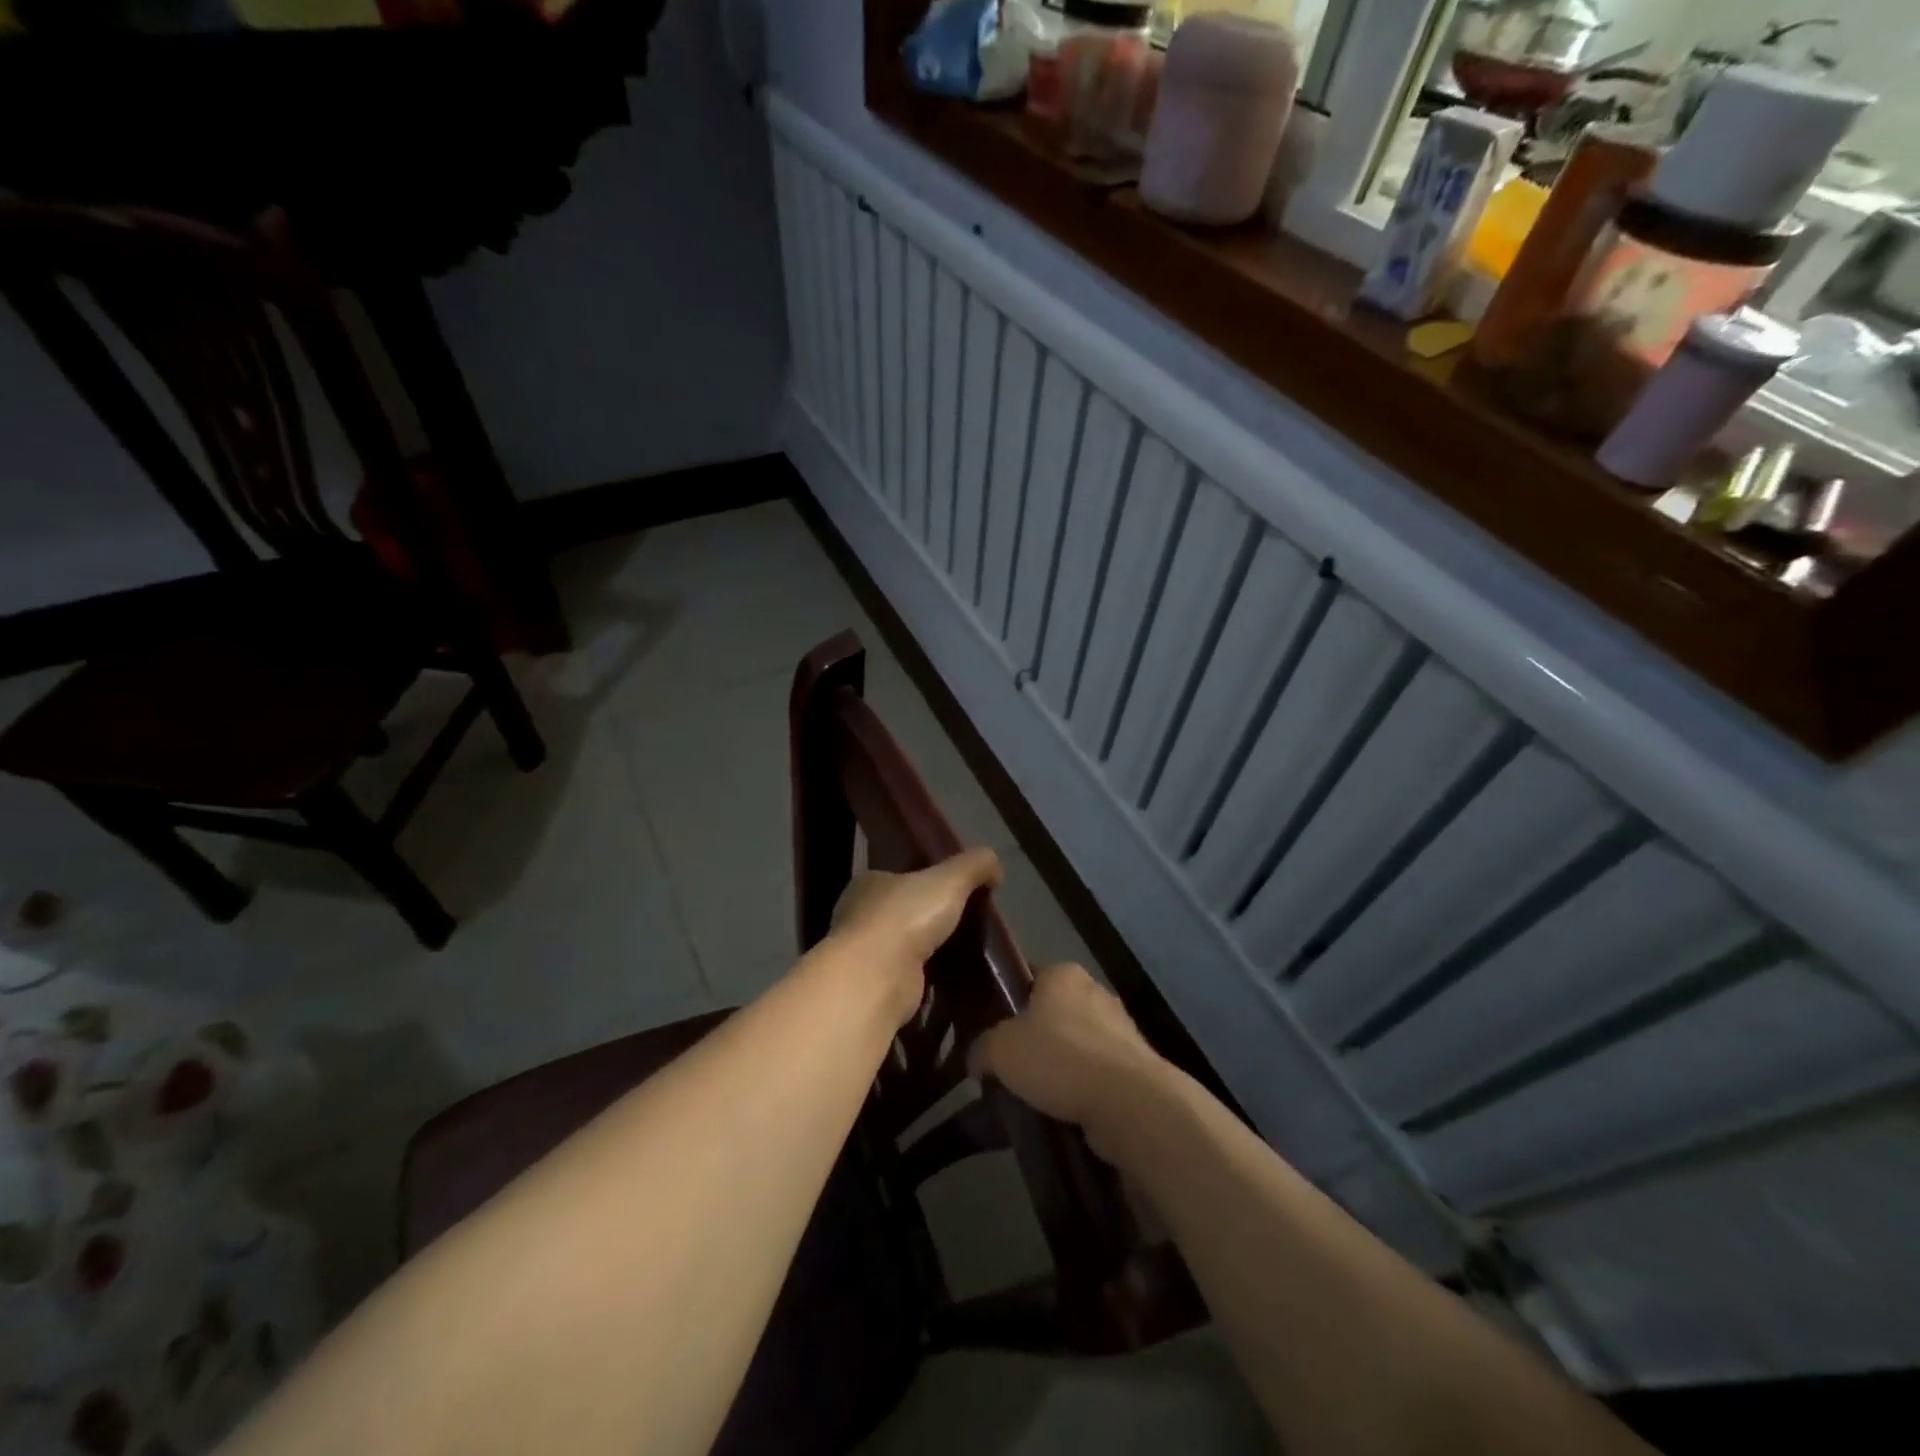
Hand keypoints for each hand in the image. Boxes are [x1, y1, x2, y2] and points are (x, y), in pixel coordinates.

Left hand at [826, 848, 1002, 1021]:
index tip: (954, 891)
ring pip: (903, 947)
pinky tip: (951, 981)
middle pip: (901, 913)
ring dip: (927, 951)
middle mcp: (859, 916)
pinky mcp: (875, 988)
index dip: (925, 881)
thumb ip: (974, 865)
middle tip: (965, 924)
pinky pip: (907, 978)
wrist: (877, 978)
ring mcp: (864, 955)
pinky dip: (926, 979)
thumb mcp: (950, 879)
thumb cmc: (906, 917)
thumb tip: (995, 866)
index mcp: (869, 883)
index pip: (898, 877)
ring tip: (965, 953)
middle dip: (928, 919)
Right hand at [967, 962, 1167, 1158]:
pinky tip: (1061, 1113)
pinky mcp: (1133, 1066)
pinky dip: (1079, 1090)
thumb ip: (981, 1048)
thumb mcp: (1001, 1050)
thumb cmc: (1061, 1059)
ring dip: (1057, 1068)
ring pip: (1074, 1046)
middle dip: (1032, 1039)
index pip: (1028, 976)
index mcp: (1063, 973)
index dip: (1007, 1001)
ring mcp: (1119, 1029)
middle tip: (1007, 1068)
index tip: (990, 1031)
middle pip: (1051, 1012)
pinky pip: (1094, 1074)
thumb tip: (977, 1059)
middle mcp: (1094, 992)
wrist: (1130, 1103)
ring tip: (1032, 1098)